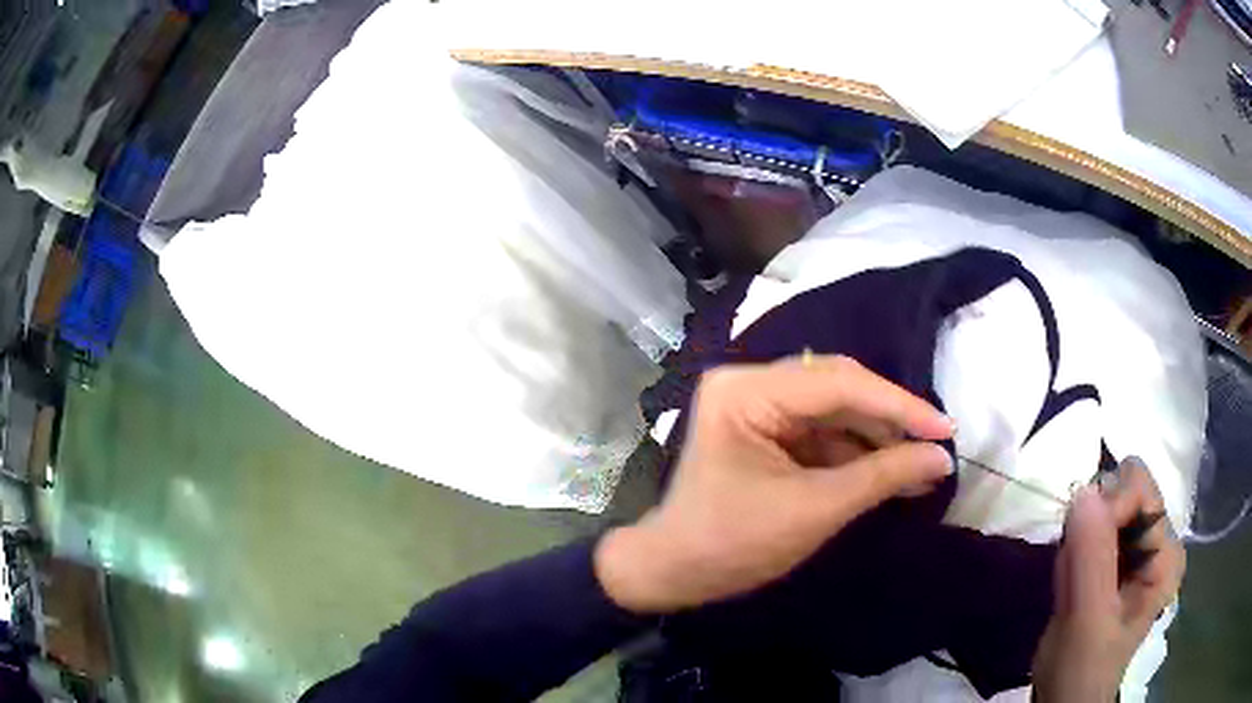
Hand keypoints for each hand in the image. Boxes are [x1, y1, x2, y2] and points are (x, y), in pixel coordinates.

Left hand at [594, 355, 954, 613]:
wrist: (675, 574)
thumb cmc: (733, 544)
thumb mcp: (814, 510)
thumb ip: (882, 477)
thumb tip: (942, 458)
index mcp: (746, 391)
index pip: (838, 384)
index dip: (899, 406)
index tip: (946, 428)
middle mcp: (750, 384)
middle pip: (837, 388)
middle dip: (889, 420)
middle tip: (935, 445)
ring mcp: (757, 406)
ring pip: (835, 410)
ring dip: (877, 438)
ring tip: (921, 465)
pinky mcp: (766, 430)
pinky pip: (822, 431)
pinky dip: (856, 452)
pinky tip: (890, 472)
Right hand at [1032, 458, 1185, 701]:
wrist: (1063, 700)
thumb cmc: (1083, 668)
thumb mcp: (1089, 619)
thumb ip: (1092, 557)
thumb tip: (1083, 491)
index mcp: (1166, 552)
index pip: (1141, 489)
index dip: (1108, 509)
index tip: (1080, 547)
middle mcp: (1158, 541)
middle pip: (1125, 491)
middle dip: (1093, 523)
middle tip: (1076, 570)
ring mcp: (1136, 551)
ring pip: (1105, 507)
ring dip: (1080, 539)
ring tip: (1073, 584)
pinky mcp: (1113, 561)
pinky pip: (1091, 529)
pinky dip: (1073, 549)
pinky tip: (1070, 582)